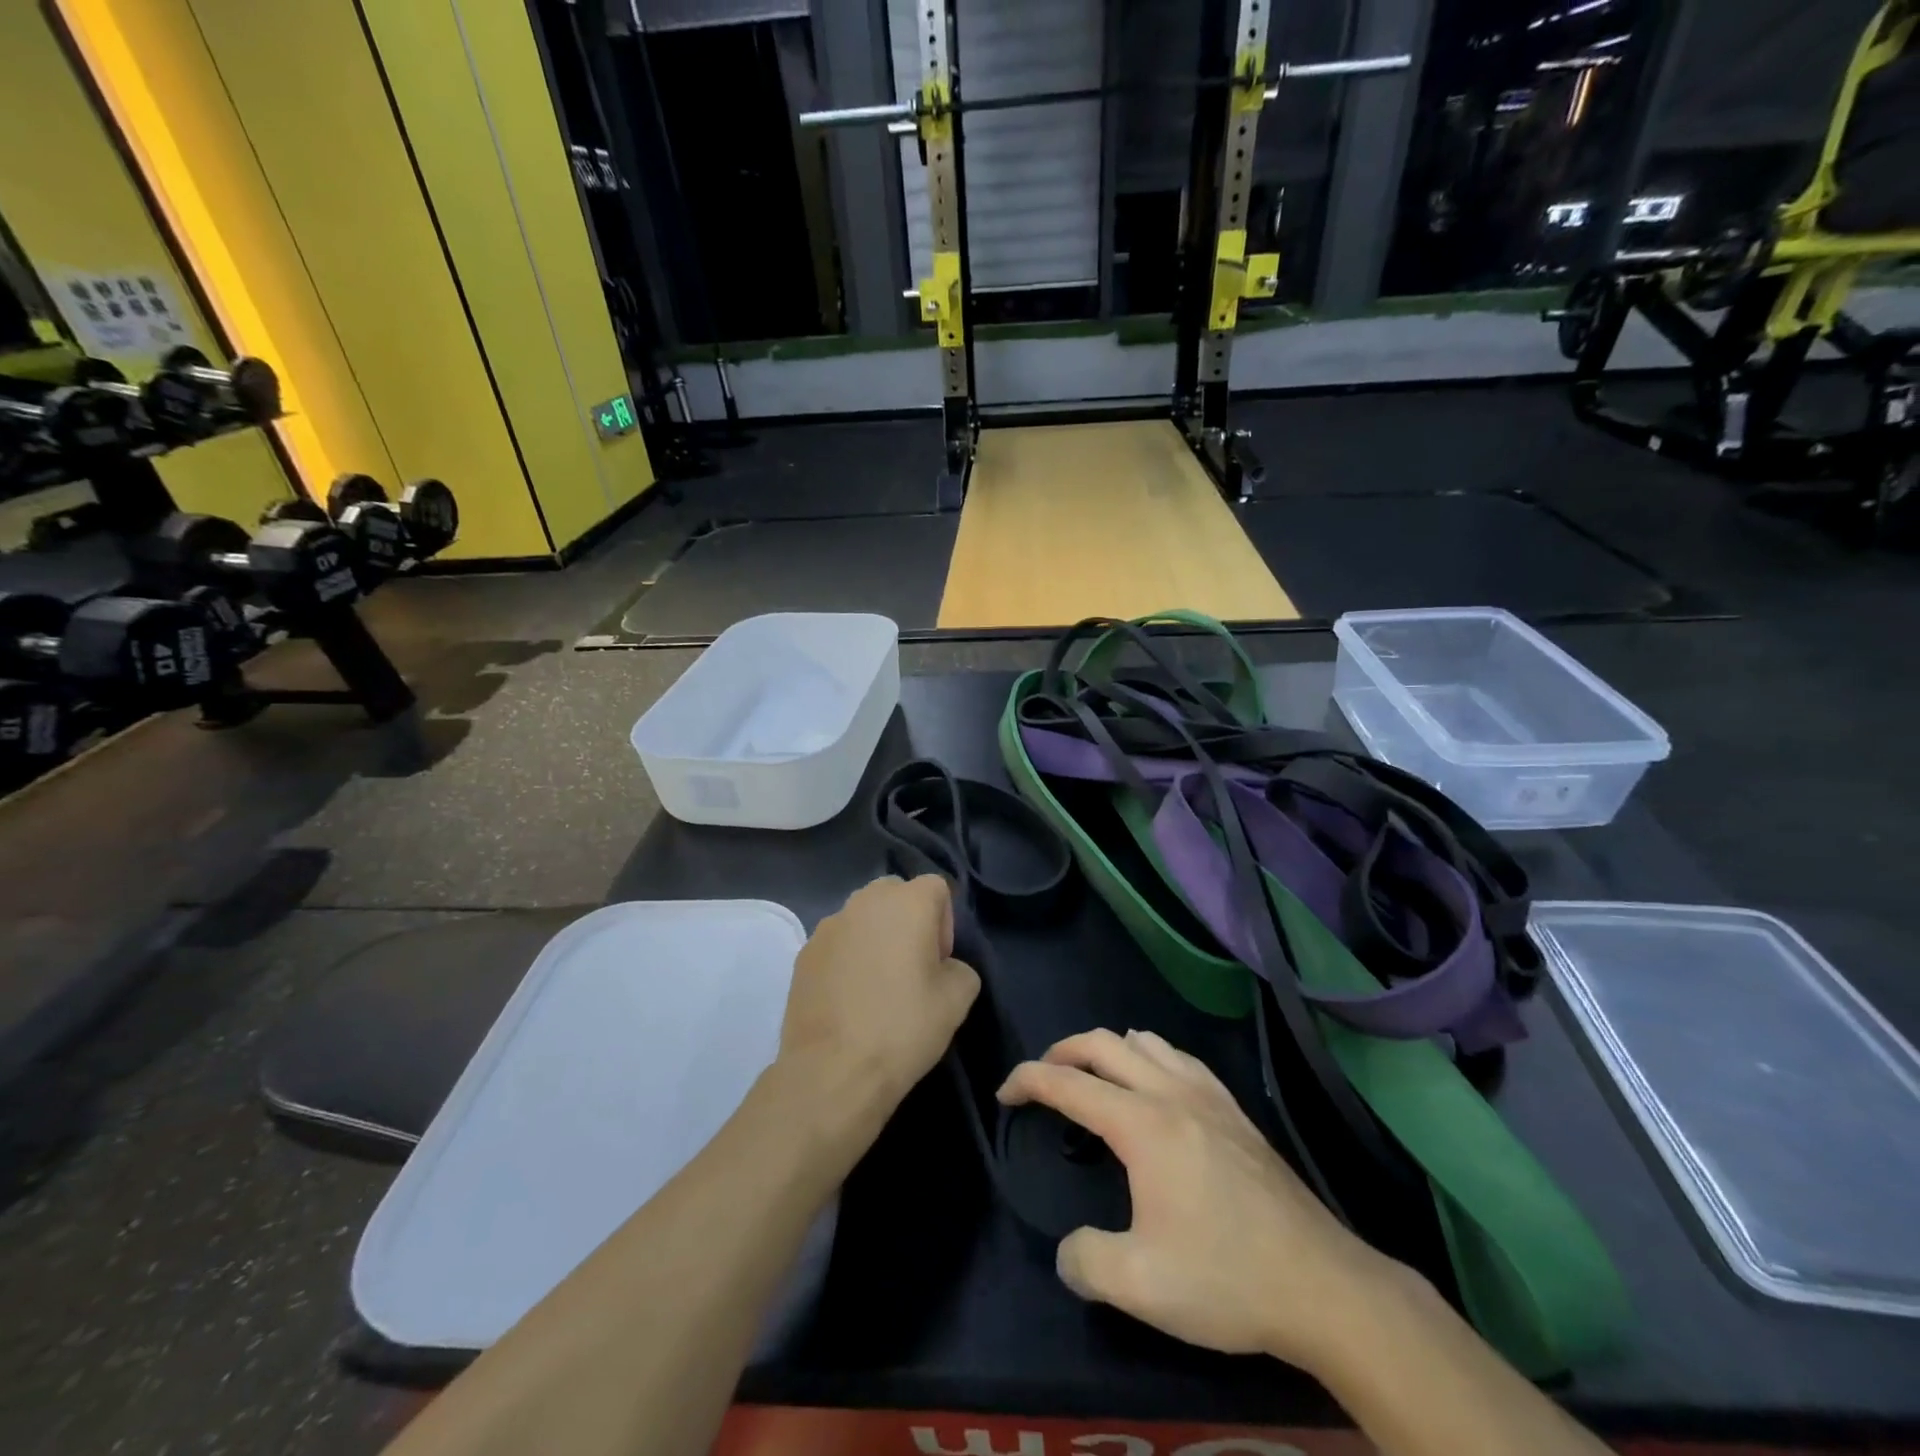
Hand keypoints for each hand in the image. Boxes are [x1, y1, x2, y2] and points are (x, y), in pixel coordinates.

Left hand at [779, 875, 979, 1138]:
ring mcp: (828, 925)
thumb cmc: (903, 1028)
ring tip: (878, 985)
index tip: (939, 961)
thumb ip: (960, 968)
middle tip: (912, 967)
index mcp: (907, 902)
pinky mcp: (804, 952)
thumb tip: (943, 967)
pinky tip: (850, 999)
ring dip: (876, 937)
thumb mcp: (958, 1000)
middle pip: (896, 894)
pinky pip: (837, 942)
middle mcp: (865, 901)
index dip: (945, 922)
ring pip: (863, 917)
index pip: (936, 887)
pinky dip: (848, 958)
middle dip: (908, 921)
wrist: (832, 1071)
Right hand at [997, 1028, 1405, 1375]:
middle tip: (1042, 1078)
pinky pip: (1181, 1058)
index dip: (1028, 1080)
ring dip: (1108, 1050)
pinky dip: (1151, 1057)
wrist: (1323, 1286)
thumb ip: (1085, 1261)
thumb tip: (1070, 1250)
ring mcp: (1208, 1096)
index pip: (1069, 1083)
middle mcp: (1171, 1093)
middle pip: (1103, 1044)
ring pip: (1145, 1042)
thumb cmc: (1226, 1279)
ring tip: (1095, 1079)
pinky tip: (1157, 1085)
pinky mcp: (1236, 1111)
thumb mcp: (1139, 1285)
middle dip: (1063, 1052)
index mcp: (1142, 1124)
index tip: (1005, 1094)